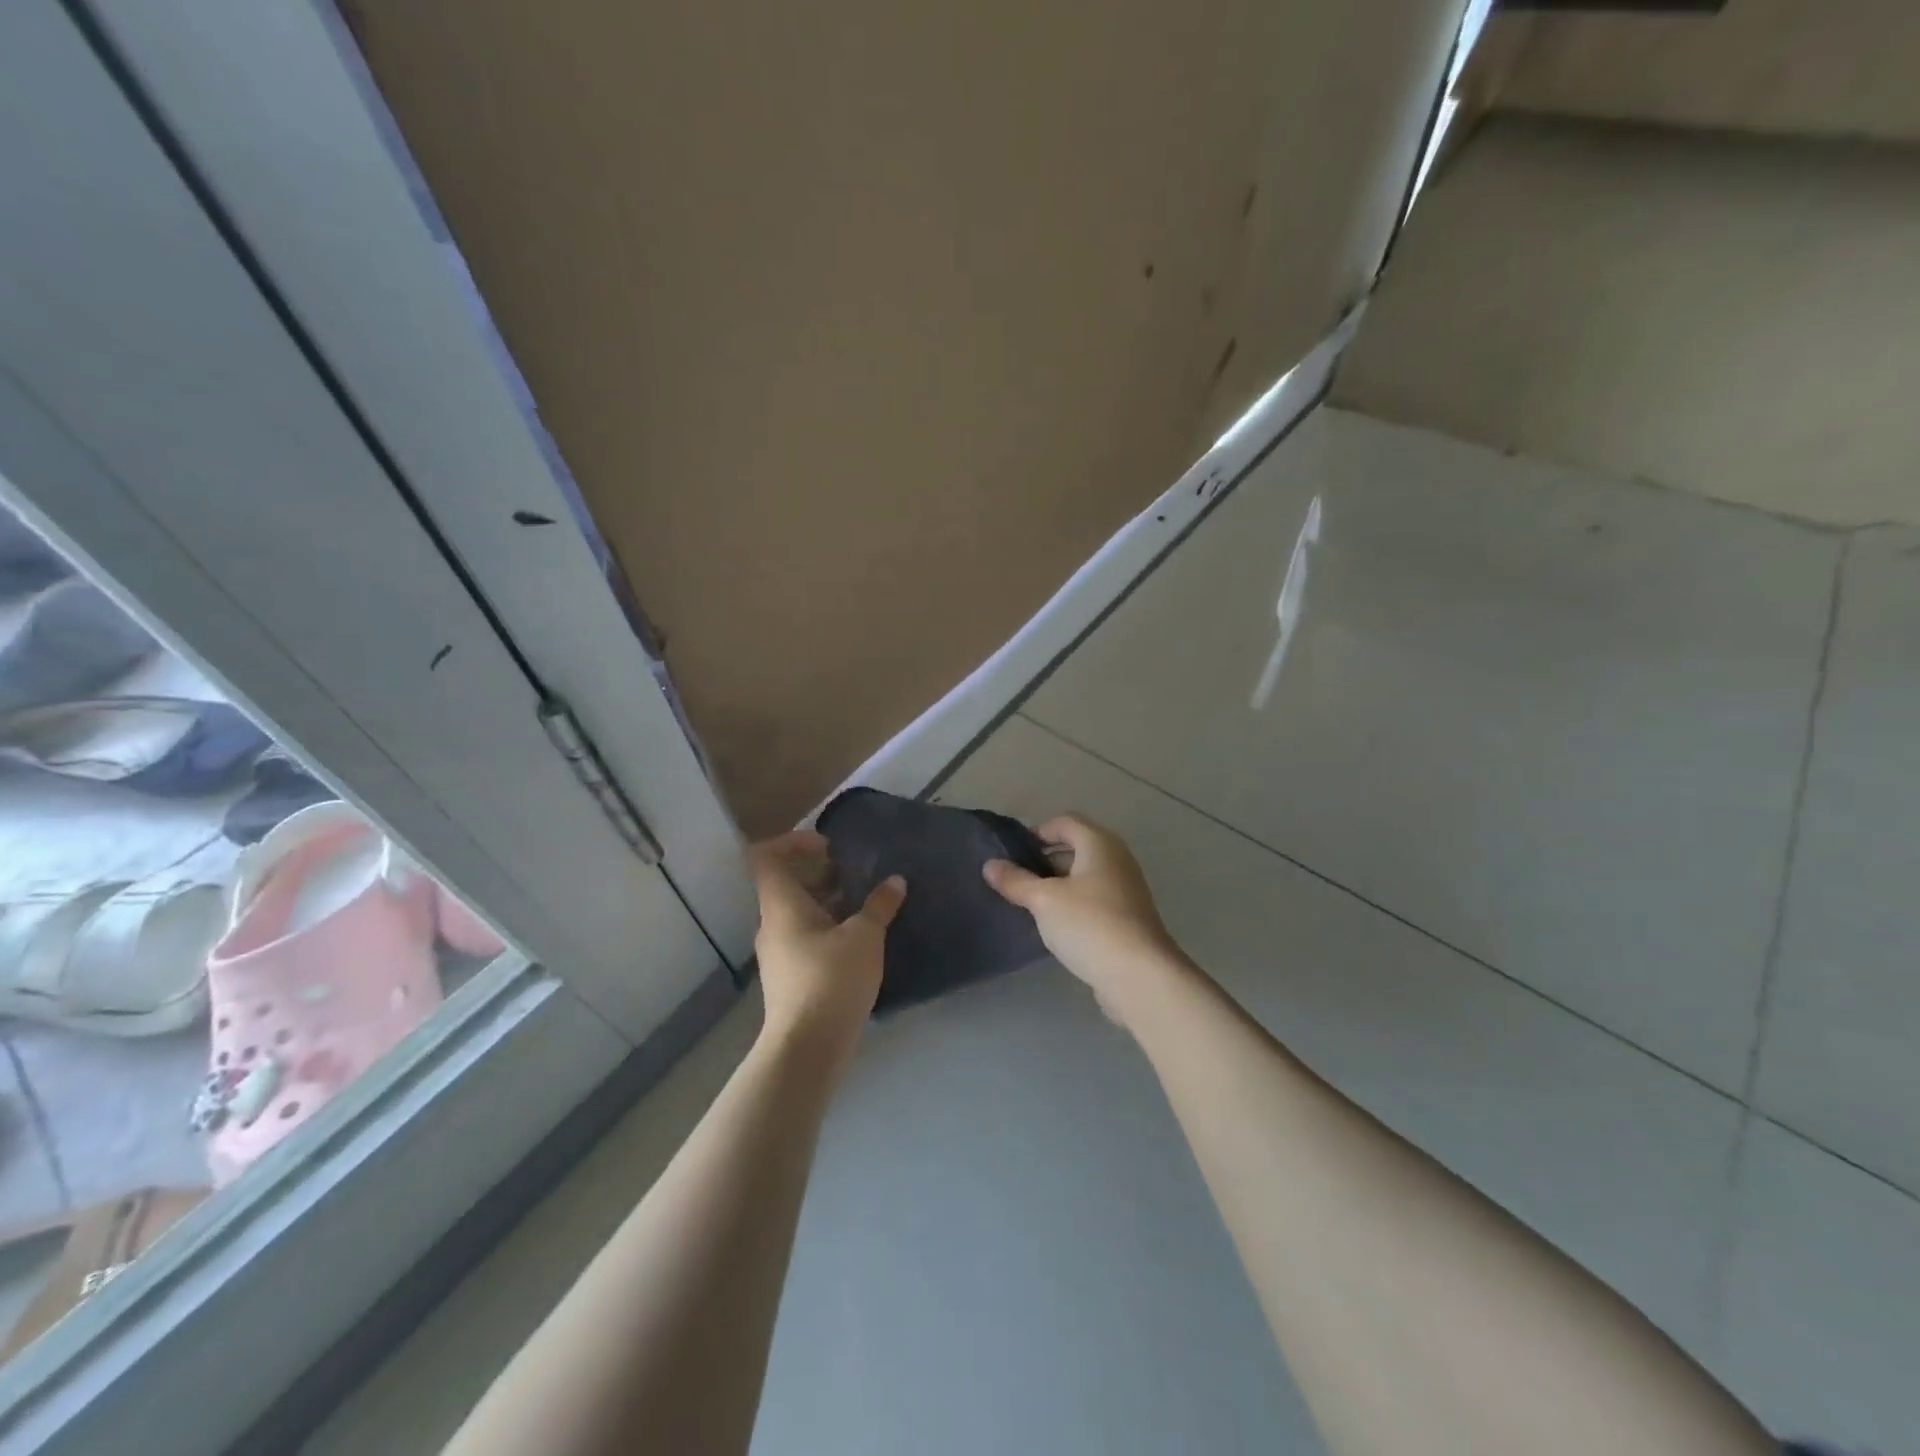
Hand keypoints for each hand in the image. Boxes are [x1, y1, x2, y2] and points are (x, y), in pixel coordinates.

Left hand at [750, 830, 904, 1065]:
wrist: (807, 1048)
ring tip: (866, 905)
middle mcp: (772, 924)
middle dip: (821, 873)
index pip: (767, 856)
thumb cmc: (831, 979)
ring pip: (799, 912)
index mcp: (781, 904)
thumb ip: (879, 905)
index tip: (830, 847)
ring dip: (829, 902)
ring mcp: (778, 952)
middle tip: (857, 875)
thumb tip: (894, 881)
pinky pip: (805, 937)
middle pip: (786, 883)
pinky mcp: (790, 976)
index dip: (794, 842)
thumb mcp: (864, 937)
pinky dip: (829, 927)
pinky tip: (860, 939)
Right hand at [982, 814, 1186, 1024]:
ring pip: (1084, 876)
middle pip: (1076, 847)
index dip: (1037, 831)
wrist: (1139, 976)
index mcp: (1099, 843)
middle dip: (1044, 859)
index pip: (1064, 822)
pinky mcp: (1127, 918)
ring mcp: (1125, 889)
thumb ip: (1016, 881)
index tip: (1011, 852)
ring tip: (1028, 903)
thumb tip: (989, 865)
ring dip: (1057, 885)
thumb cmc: (1089, 924)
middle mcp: (1117, 859)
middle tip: (1015, 878)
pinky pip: (1093, 899)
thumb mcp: (1044, 900)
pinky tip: (1054, 925)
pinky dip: (1073, 905)